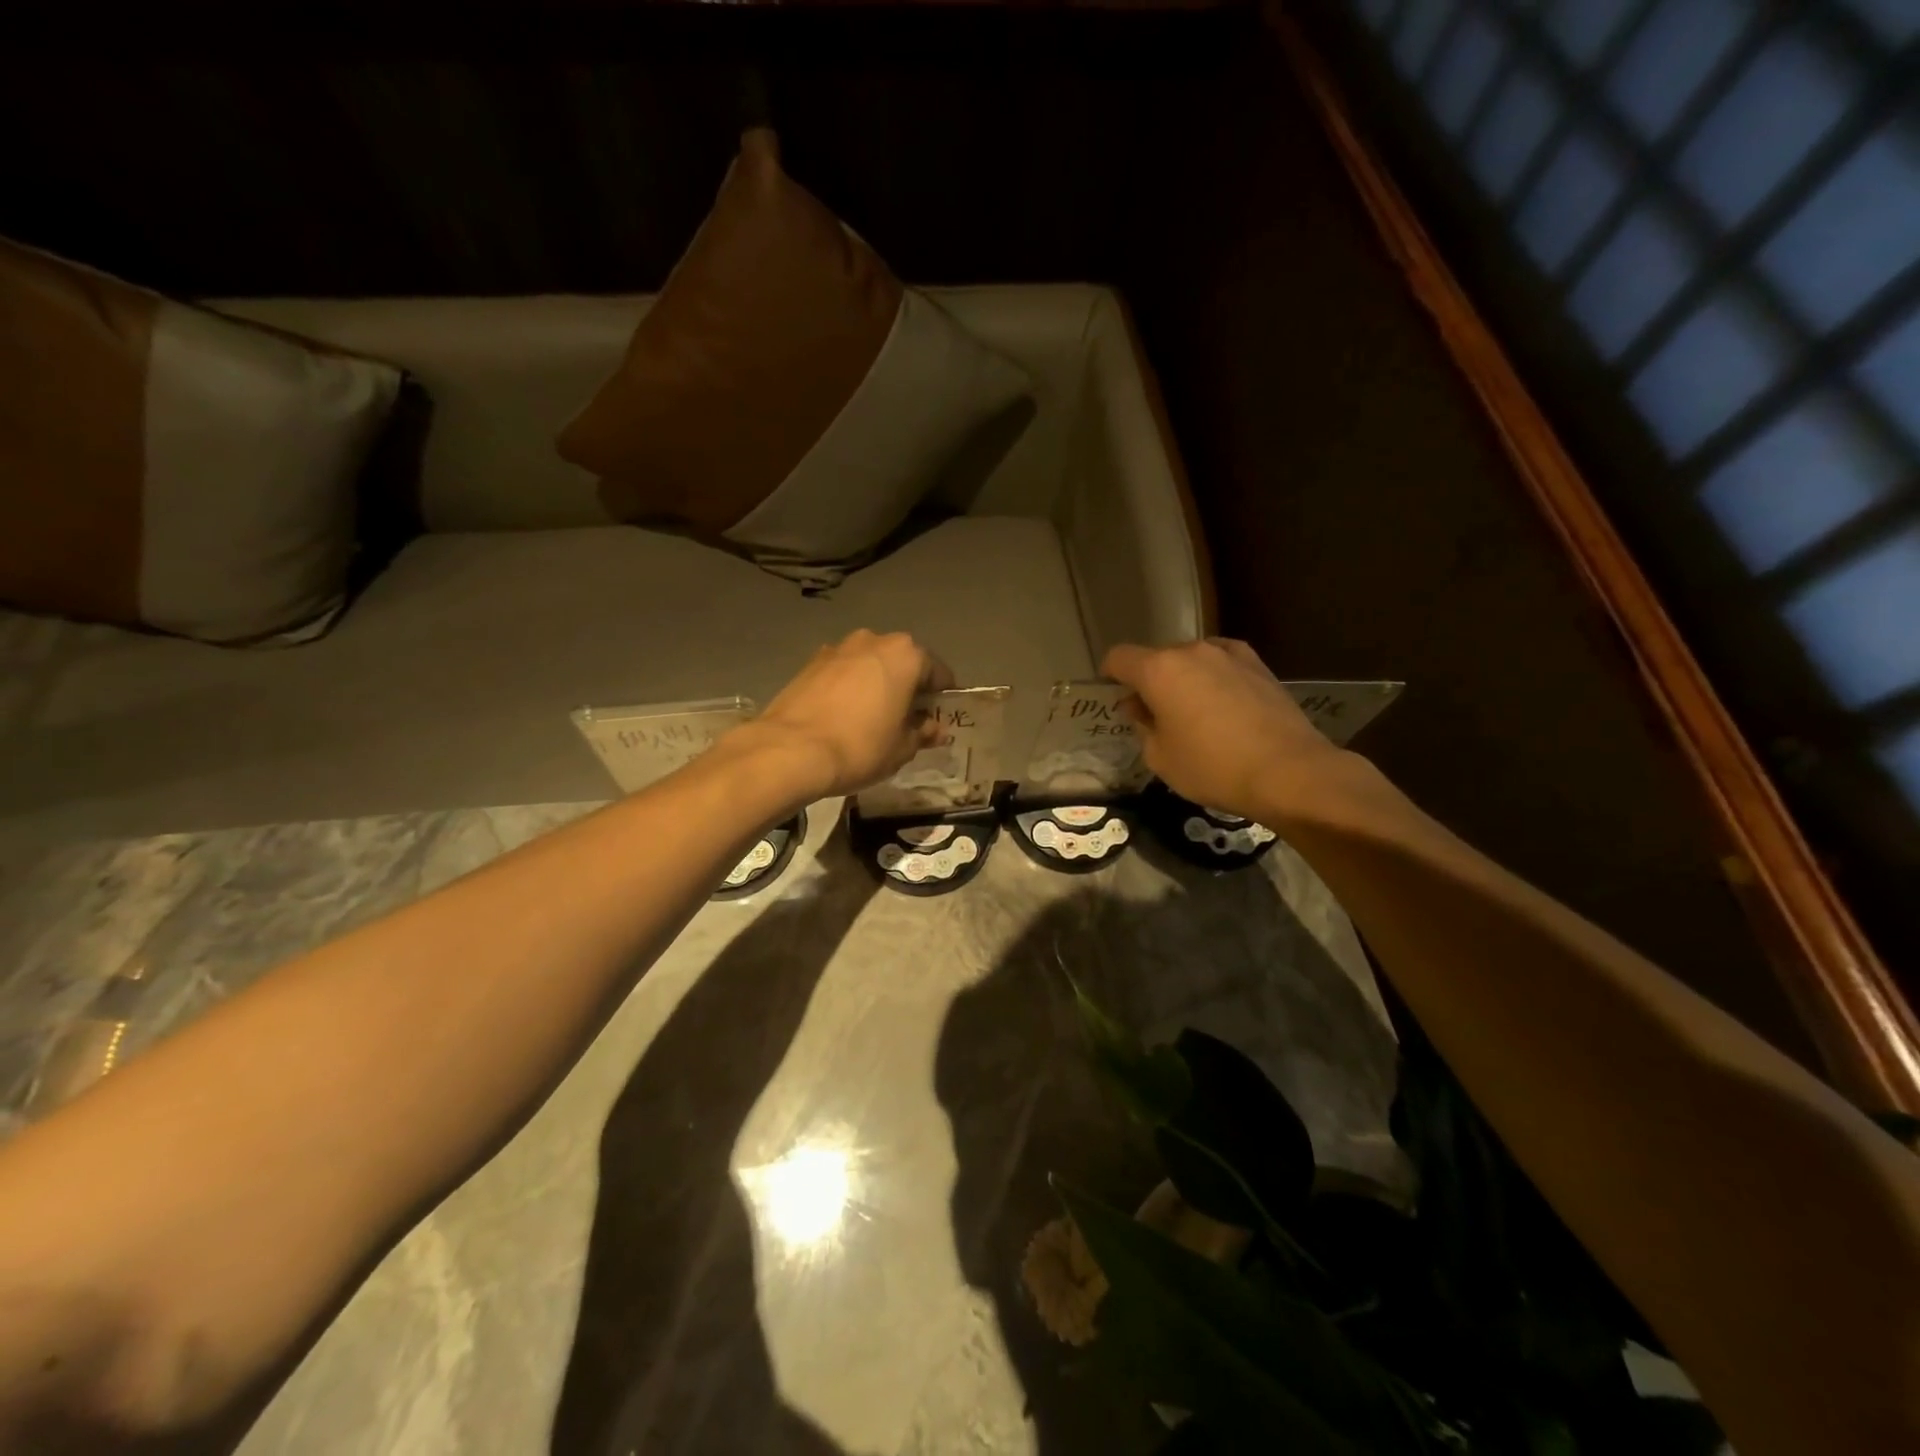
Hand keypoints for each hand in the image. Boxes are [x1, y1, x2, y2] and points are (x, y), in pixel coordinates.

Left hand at [746, 630, 955, 798]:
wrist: (791, 750)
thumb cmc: (861, 747)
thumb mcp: (902, 748)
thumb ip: (923, 733)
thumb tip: (936, 729)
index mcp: (906, 655)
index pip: (938, 673)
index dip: (942, 698)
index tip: (939, 719)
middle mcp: (874, 640)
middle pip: (902, 663)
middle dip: (908, 687)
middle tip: (907, 720)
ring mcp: (839, 648)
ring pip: (871, 665)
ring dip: (877, 684)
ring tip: (873, 718)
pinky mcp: (811, 662)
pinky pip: (844, 672)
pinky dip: (850, 688)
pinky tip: (845, 715)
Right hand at [1101, 638, 1344, 820]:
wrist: (1288, 772)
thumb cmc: (1212, 768)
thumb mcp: (1160, 757)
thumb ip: (1142, 725)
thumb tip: (1138, 706)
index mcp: (1159, 670)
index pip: (1119, 658)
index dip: (1110, 675)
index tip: (1114, 696)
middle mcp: (1191, 651)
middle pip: (1157, 658)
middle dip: (1150, 682)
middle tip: (1155, 717)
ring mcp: (1229, 654)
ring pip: (1191, 660)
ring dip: (1183, 680)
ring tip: (1193, 713)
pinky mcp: (1259, 665)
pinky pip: (1222, 664)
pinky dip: (1214, 678)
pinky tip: (1222, 705)